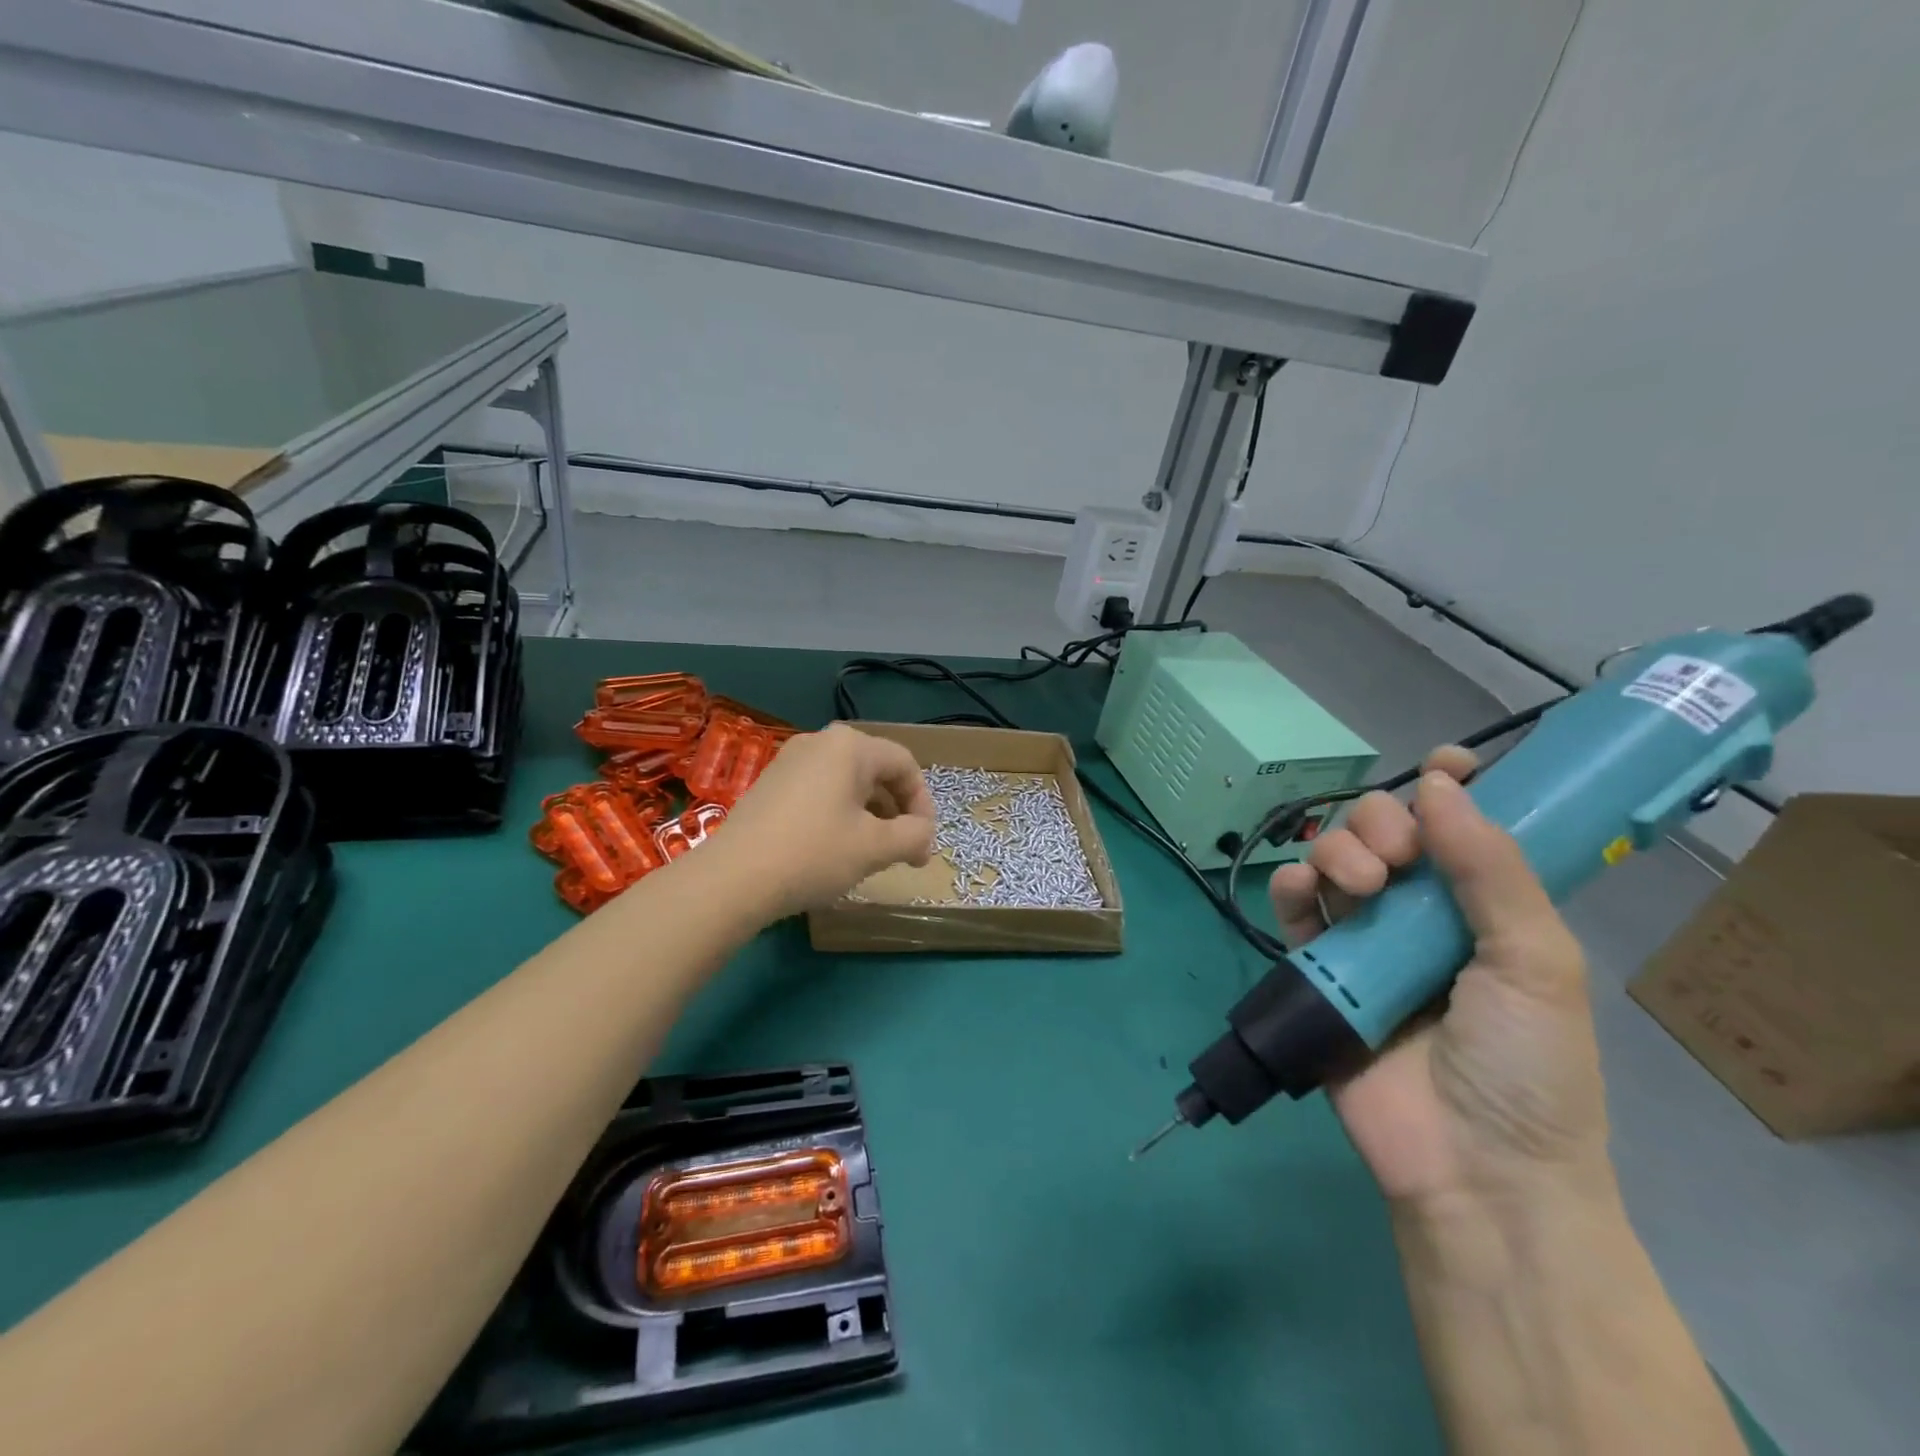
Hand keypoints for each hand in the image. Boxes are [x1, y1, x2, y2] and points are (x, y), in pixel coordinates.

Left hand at [719, 724, 936, 918]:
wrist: (732, 878)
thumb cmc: (814, 854)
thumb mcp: (876, 848)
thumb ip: (914, 835)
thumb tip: (922, 836)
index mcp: (850, 746)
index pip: (905, 765)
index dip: (923, 804)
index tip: (923, 843)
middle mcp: (820, 742)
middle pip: (876, 771)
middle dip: (897, 812)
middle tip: (903, 852)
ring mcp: (790, 761)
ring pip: (847, 783)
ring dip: (870, 816)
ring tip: (872, 855)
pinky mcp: (770, 784)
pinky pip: (820, 792)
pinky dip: (839, 815)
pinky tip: (834, 850)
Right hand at [1268, 749, 1610, 1211]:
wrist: (1473, 1170)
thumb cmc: (1527, 1066)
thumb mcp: (1536, 963)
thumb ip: (1491, 870)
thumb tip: (1441, 782)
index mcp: (1486, 908)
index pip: (1465, 827)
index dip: (1455, 788)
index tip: (1446, 764)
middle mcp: (1423, 914)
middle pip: (1386, 833)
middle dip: (1381, 821)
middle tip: (1394, 854)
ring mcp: (1367, 940)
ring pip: (1334, 860)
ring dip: (1337, 849)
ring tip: (1358, 881)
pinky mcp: (1319, 968)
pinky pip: (1294, 909)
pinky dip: (1290, 887)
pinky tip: (1303, 893)